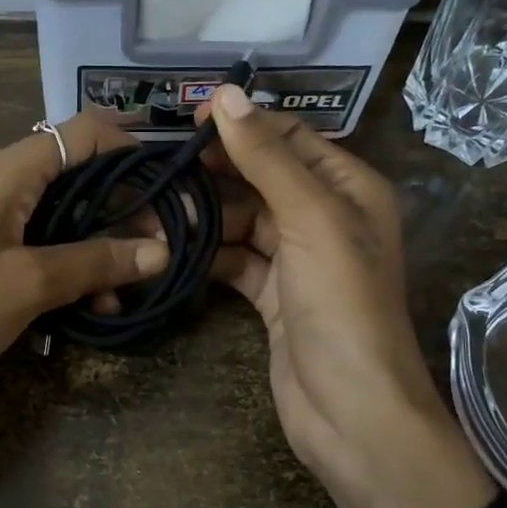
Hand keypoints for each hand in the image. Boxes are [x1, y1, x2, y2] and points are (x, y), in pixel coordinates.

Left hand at [0, 109, 167, 413]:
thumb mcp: (28, 285)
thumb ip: (96, 262)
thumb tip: (160, 250)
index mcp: (2, 171)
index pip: (80, 133)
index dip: (129, 150)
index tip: (169, 188)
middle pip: (71, 174)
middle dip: (119, 207)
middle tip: (159, 247)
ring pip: (54, 216)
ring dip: (94, 245)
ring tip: (125, 290)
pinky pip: (30, 246)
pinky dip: (63, 266)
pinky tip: (89, 306)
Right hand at [198, 86, 494, 507]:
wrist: (352, 412)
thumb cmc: (342, 305)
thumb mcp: (310, 219)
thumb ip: (268, 158)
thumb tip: (228, 95)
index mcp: (349, 189)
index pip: (290, 138)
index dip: (243, 124)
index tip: (189, 120)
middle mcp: (326, 217)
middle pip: (262, 178)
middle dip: (216, 172)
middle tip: (160, 167)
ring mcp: (298, 260)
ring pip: (243, 220)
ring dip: (204, 215)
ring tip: (154, 210)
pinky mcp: (273, 297)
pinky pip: (235, 260)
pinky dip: (207, 253)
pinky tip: (171, 248)